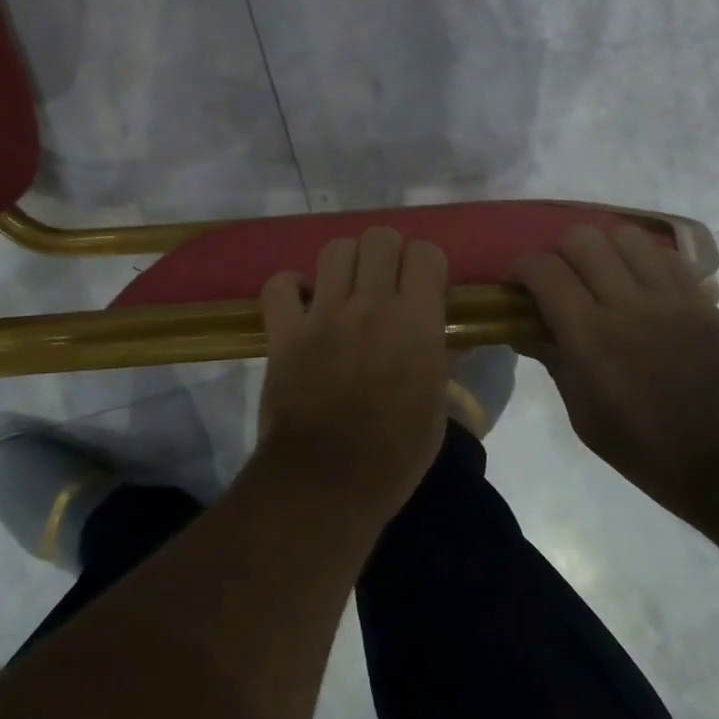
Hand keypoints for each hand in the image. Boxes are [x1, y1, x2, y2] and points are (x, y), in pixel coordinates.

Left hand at [255, 228, 451, 519]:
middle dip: (386, 254)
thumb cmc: (394, 454)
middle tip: (384, 284)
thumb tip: (438, 336)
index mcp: (416, 322)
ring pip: (334, 249)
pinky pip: (279, 284)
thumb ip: (438, 359)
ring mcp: (323, 315)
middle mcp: (371, 305)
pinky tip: (302, 305)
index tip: (423, 287)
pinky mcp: (284, 332)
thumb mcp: (437, 408)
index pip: (426, 253)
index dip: (426, 264)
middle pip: (379, 237)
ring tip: (344, 291)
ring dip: (344, 264)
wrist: (327, 482)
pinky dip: (289, 288)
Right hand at [512, 225, 718, 514]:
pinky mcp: (699, 298)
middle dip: (559, 253)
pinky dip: (641, 260)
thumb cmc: (647, 449)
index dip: (521, 268)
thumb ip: (554, 362)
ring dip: (603, 249)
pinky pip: (663, 255)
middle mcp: (627, 303)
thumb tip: (524, 330)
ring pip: (625, 235)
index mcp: (590, 336)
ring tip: (601, 276)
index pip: (544, 270)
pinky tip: (639, 286)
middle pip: (582, 239)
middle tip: (560, 281)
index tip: (518, 286)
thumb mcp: (584, 416)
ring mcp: (668, 296)